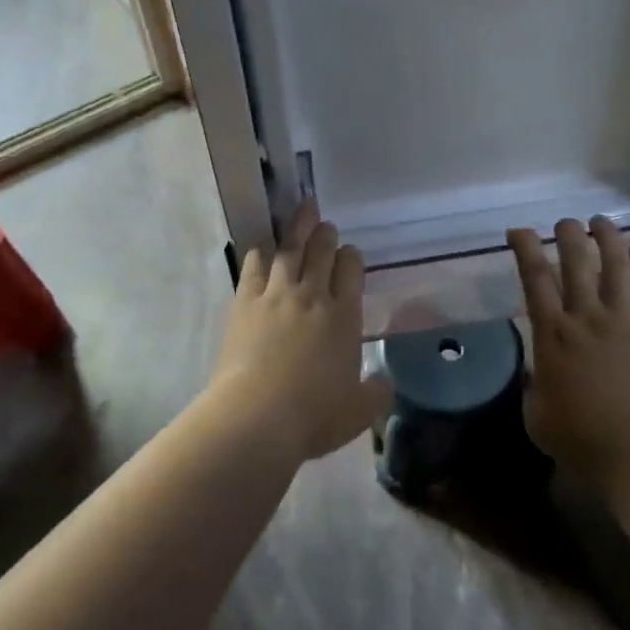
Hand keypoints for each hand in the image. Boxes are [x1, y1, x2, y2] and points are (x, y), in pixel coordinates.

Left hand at [208, 203, 392, 461]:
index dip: (352, 258)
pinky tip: (261, 248)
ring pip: (289, 250)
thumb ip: (377, 392)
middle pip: (322, 252)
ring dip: (298, 229)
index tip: (350, 255)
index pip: (352, 271)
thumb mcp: (359, 411)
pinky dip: (260, 254)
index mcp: (344, 317)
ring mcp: (276, 296)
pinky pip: (254, 268)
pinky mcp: (244, 303)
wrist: (256, 417)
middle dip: (326, 235)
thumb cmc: (314, 416)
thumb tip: (385, 382)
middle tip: (326, 225)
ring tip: (303, 212)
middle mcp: (312, 297)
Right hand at [508, 217, 629, 489]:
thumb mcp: (537, 416)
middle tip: (564, 223)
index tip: (518, 231)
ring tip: (600, 221)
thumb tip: (536, 371)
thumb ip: (533, 386)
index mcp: (552, 335)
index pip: (534, 279)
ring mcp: (624, 319)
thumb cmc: (583, 438)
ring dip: (606, 237)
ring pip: (615, 264)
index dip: (525, 248)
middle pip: (576, 261)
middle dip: (568, 234)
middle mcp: (587, 317)